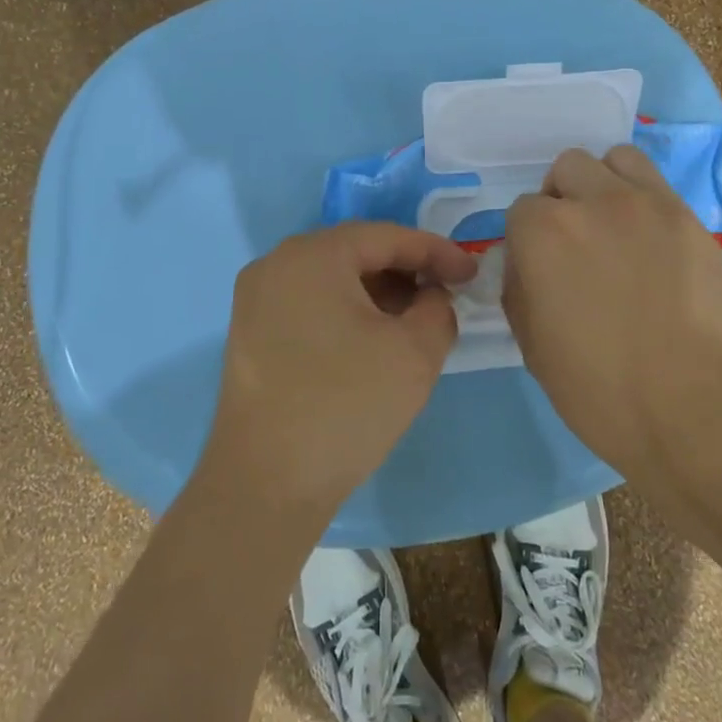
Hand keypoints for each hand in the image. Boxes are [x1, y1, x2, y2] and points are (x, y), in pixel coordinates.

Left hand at [200, 222, 476, 523]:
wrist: (266, 484)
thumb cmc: (346, 406)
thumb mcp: (415, 353)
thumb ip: (438, 308)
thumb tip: (430, 297)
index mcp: (312, 255)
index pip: (386, 236)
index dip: (435, 251)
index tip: (471, 274)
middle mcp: (276, 264)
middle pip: (355, 252)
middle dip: (405, 271)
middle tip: (444, 296)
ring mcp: (256, 299)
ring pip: (331, 279)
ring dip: (377, 292)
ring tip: (413, 321)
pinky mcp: (250, 333)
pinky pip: (309, 303)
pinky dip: (346, 311)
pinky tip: (372, 340)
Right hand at [503, 145, 721, 495]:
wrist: (695, 406)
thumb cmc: (600, 389)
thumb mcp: (531, 346)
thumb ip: (519, 288)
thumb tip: (527, 265)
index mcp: (542, 233)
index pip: (520, 211)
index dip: (527, 242)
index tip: (541, 273)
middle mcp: (590, 201)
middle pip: (566, 169)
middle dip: (563, 199)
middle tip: (577, 245)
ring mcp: (646, 203)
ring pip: (614, 159)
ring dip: (604, 183)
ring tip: (615, 227)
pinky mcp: (689, 217)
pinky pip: (656, 182)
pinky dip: (643, 198)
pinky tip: (651, 241)